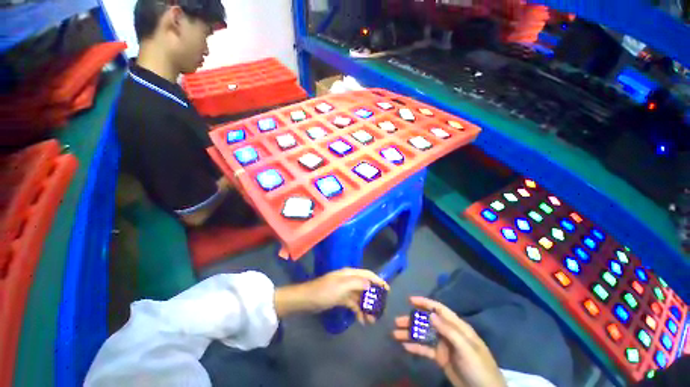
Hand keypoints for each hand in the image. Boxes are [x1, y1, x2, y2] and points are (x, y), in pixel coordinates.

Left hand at [275, 268, 388, 324]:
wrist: (307, 300)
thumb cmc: (325, 291)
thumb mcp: (341, 286)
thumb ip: (357, 283)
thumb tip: (370, 284)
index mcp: (349, 274)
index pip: (367, 274)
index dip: (378, 280)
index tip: (387, 290)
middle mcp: (349, 280)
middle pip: (365, 287)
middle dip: (373, 298)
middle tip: (380, 311)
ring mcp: (345, 290)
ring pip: (360, 298)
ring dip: (366, 308)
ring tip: (372, 321)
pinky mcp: (340, 299)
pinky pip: (353, 304)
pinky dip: (358, 311)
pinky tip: (361, 321)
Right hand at [392, 297, 505, 386]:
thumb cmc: (479, 368)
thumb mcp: (466, 349)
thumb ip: (449, 331)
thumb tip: (431, 314)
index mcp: (457, 327)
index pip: (439, 309)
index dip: (425, 303)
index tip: (410, 300)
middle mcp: (448, 333)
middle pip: (428, 322)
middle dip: (413, 320)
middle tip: (397, 321)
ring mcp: (444, 346)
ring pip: (424, 335)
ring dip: (410, 334)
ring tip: (396, 334)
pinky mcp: (440, 358)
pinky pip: (425, 349)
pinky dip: (415, 347)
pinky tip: (405, 346)